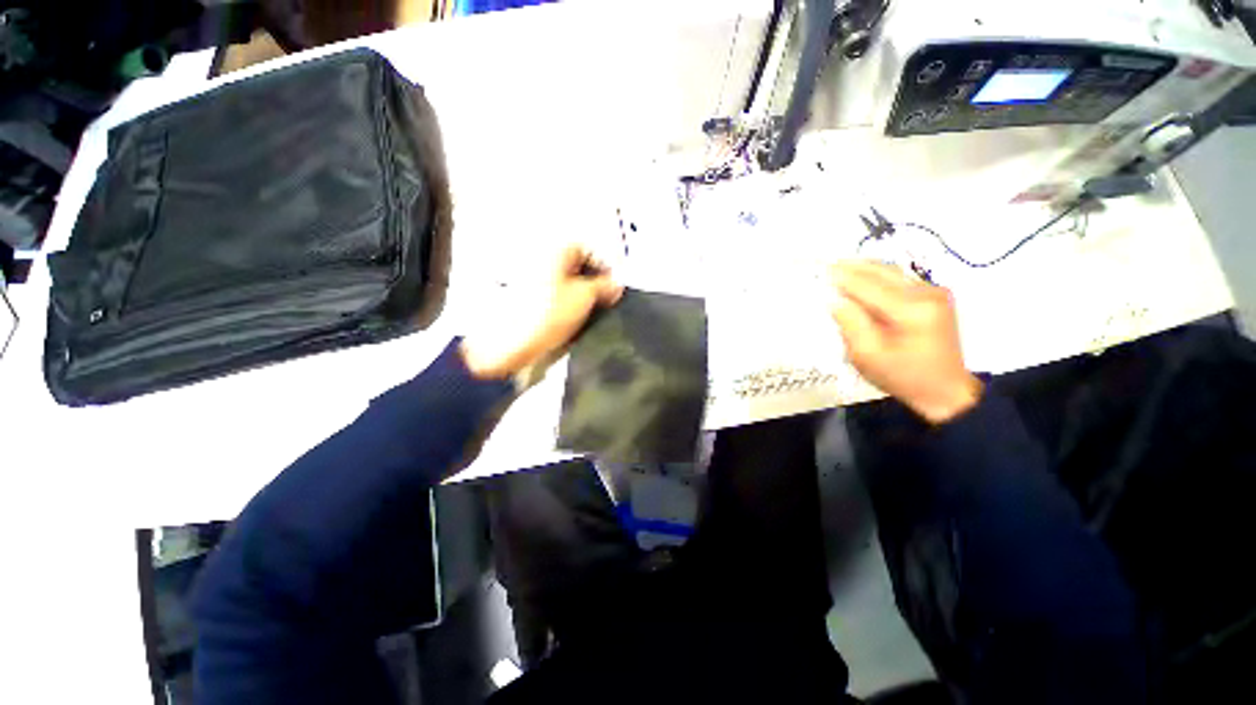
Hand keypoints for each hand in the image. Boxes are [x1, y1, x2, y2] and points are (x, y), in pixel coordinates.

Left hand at [461, 246, 623, 379]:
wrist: (512, 344)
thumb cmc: (545, 315)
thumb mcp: (586, 297)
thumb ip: (605, 286)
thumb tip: (616, 283)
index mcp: (555, 250)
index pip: (589, 248)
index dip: (606, 265)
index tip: (615, 284)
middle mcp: (541, 259)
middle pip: (577, 265)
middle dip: (593, 281)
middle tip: (606, 299)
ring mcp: (531, 279)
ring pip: (565, 281)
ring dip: (580, 294)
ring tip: (590, 313)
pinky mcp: (526, 300)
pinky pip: (553, 296)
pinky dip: (565, 304)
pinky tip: (571, 321)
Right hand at [830, 261, 982, 423]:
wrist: (947, 391)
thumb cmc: (907, 381)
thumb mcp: (872, 360)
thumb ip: (852, 326)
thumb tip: (837, 300)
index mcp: (911, 311)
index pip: (871, 286)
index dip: (846, 278)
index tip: (825, 271)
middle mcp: (926, 293)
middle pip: (885, 272)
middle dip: (858, 268)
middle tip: (833, 266)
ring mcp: (936, 292)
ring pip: (896, 272)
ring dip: (872, 271)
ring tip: (849, 269)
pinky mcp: (939, 295)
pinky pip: (906, 279)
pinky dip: (887, 279)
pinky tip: (873, 282)